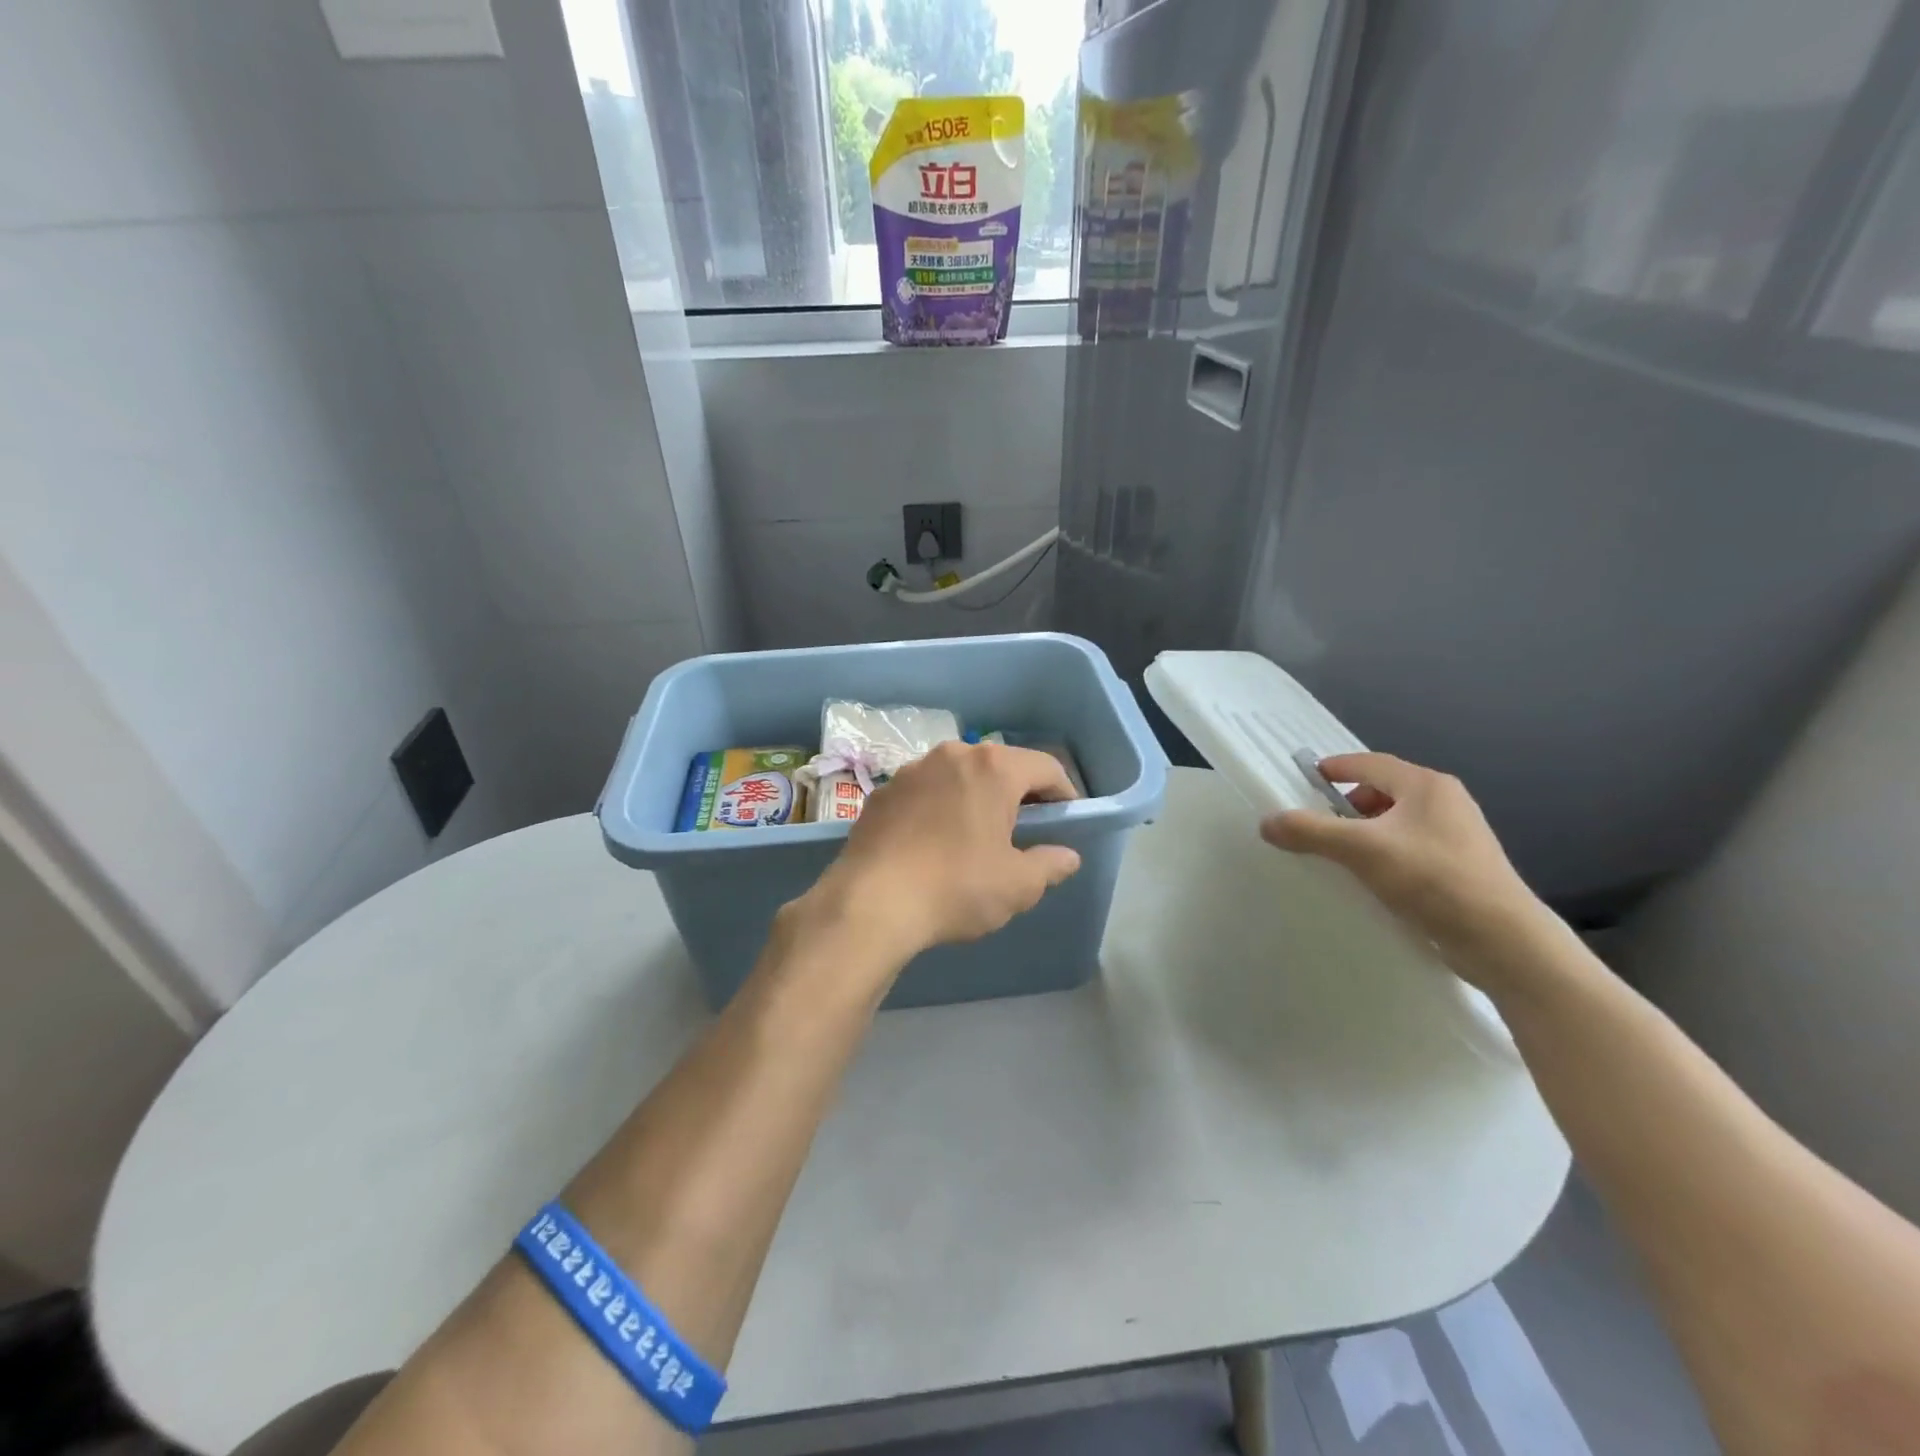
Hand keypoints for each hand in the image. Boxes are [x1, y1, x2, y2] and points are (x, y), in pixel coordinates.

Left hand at [805, 741, 1082, 965]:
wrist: (870, 902)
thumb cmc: (956, 887)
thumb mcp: (1017, 885)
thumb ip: (1049, 865)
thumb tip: (1067, 856)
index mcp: (992, 768)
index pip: (1045, 767)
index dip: (1063, 792)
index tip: (1067, 819)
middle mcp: (951, 755)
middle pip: (999, 765)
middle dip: (1018, 793)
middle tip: (1026, 829)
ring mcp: (910, 771)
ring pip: (958, 776)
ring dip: (975, 798)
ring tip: (977, 835)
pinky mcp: (881, 793)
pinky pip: (924, 793)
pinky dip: (938, 808)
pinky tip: (934, 843)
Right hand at [1260, 753, 1541, 968]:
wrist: (1503, 940)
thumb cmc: (1432, 879)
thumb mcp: (1361, 850)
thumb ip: (1310, 831)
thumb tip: (1266, 822)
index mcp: (1426, 786)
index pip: (1369, 763)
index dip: (1334, 768)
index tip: (1303, 781)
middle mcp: (1445, 802)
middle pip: (1382, 791)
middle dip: (1347, 805)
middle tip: (1319, 826)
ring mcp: (1458, 834)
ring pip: (1396, 821)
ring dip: (1365, 832)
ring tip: (1341, 856)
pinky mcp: (1461, 866)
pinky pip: (1410, 846)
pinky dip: (1384, 853)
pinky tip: (1371, 880)